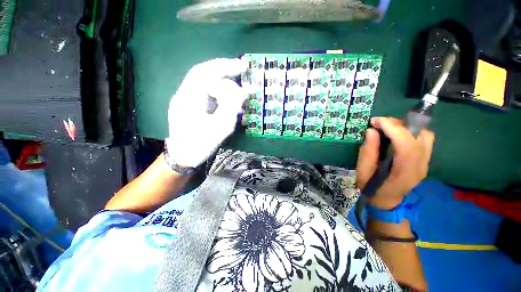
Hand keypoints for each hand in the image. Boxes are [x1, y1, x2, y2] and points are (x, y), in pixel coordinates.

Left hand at [165, 58, 247, 167]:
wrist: (184, 156)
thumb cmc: (201, 145)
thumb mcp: (220, 128)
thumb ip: (231, 107)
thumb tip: (243, 91)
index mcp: (188, 99)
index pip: (205, 72)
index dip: (224, 66)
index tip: (242, 66)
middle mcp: (184, 94)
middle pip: (204, 74)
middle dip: (224, 70)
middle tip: (242, 70)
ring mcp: (186, 99)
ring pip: (205, 83)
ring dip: (223, 84)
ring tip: (237, 91)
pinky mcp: (190, 105)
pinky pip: (206, 92)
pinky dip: (219, 92)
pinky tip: (228, 98)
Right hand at [356, 117, 434, 208]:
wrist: (386, 200)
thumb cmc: (371, 187)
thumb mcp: (363, 172)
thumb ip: (367, 152)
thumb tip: (371, 131)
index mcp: (404, 172)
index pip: (407, 145)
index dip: (393, 129)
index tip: (376, 121)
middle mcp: (421, 166)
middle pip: (418, 137)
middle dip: (398, 125)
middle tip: (378, 123)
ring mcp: (426, 163)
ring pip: (425, 136)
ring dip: (406, 127)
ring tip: (388, 127)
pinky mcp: (425, 160)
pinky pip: (424, 140)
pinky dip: (412, 132)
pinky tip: (398, 134)